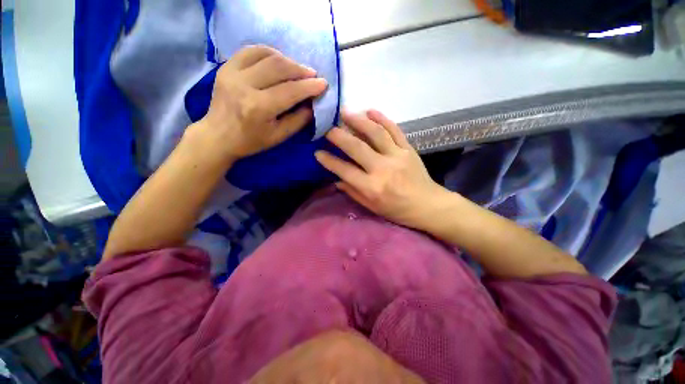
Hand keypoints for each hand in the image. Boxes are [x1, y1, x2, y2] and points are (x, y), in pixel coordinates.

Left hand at [188, 45, 327, 163]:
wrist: (218, 135)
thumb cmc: (251, 141)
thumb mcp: (279, 136)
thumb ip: (299, 120)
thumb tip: (313, 104)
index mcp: (259, 108)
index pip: (290, 91)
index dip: (309, 86)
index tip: (323, 83)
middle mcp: (244, 85)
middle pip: (279, 67)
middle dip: (300, 70)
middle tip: (312, 75)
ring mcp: (232, 73)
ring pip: (266, 55)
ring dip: (287, 60)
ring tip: (297, 69)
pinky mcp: (226, 67)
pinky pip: (251, 50)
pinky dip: (269, 53)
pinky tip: (278, 61)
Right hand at [315, 110, 451, 229]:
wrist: (427, 205)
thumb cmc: (397, 210)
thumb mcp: (372, 207)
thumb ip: (353, 192)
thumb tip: (336, 180)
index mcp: (372, 187)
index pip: (345, 170)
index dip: (329, 161)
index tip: (318, 152)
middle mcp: (382, 169)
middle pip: (357, 147)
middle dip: (339, 136)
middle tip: (328, 128)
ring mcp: (397, 156)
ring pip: (375, 133)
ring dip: (358, 121)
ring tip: (346, 112)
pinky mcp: (408, 149)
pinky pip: (394, 130)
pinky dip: (382, 119)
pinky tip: (370, 110)